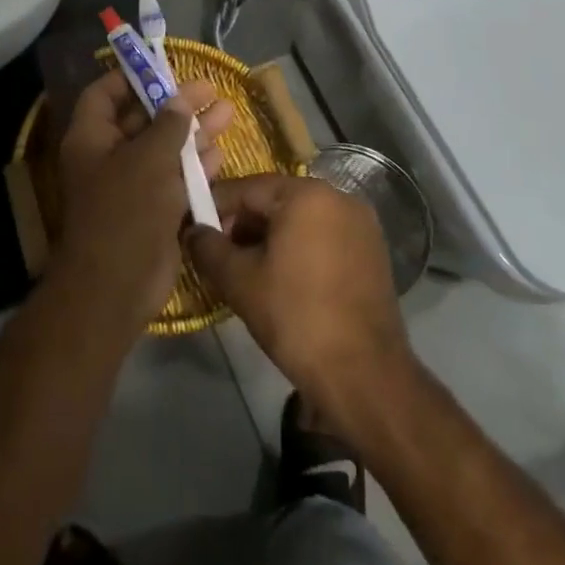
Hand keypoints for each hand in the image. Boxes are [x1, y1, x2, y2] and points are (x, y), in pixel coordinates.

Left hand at [52, 69, 232, 325]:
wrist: (117, 285)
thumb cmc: (125, 210)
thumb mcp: (149, 159)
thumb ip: (169, 125)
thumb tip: (180, 98)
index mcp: (91, 138)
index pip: (104, 93)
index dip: (131, 77)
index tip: (163, 67)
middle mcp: (107, 157)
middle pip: (142, 119)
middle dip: (176, 104)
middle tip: (211, 88)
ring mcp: (130, 185)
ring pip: (163, 149)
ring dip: (193, 132)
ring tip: (228, 112)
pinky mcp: (151, 210)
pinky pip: (173, 179)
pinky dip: (194, 166)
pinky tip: (219, 152)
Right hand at [187, 175, 415, 429]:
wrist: (365, 376)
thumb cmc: (296, 318)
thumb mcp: (239, 281)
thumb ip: (208, 247)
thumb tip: (191, 230)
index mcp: (306, 194)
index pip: (246, 188)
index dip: (215, 208)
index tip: (194, 232)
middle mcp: (338, 197)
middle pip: (275, 201)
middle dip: (243, 225)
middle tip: (220, 257)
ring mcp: (361, 224)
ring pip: (300, 219)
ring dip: (271, 238)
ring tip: (248, 272)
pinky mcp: (373, 251)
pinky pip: (324, 236)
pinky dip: (299, 249)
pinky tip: (283, 280)